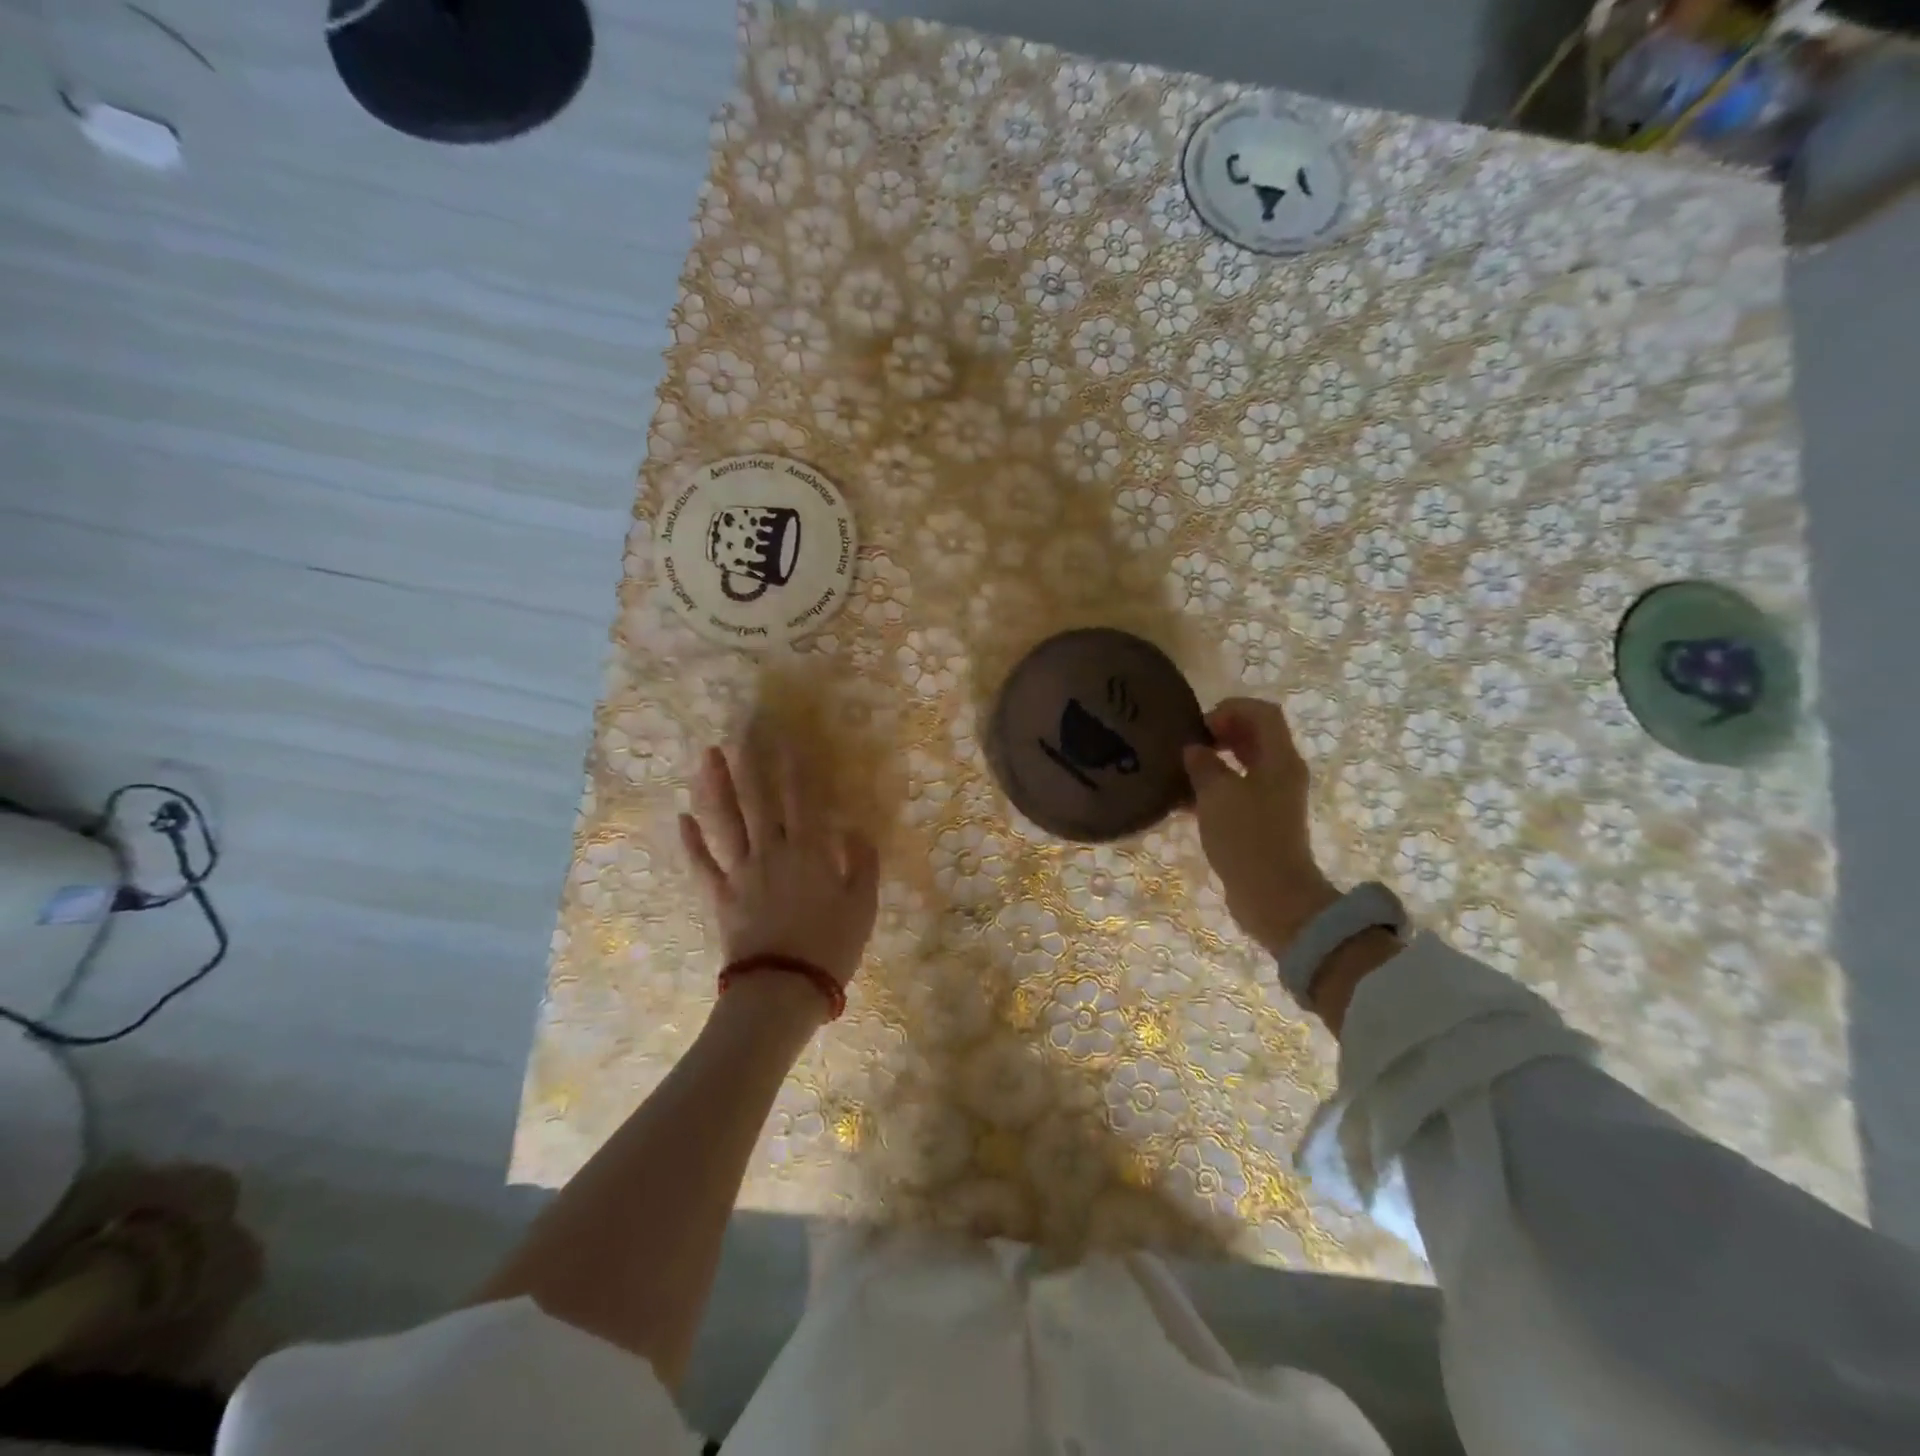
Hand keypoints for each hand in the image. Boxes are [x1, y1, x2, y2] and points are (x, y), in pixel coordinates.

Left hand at [679, 733, 879, 987]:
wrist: (783, 990)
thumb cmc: (831, 947)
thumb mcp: (864, 905)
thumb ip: (862, 862)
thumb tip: (853, 828)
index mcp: (808, 851)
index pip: (800, 798)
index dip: (794, 767)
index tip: (785, 737)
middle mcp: (771, 852)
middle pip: (758, 800)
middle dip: (750, 763)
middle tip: (741, 731)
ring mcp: (740, 873)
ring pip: (725, 822)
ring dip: (714, 787)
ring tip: (707, 758)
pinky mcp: (719, 897)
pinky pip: (702, 864)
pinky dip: (691, 841)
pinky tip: (683, 818)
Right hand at [1182, 698, 1338, 958]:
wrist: (1273, 896)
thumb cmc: (1247, 838)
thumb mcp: (1217, 795)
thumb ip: (1204, 765)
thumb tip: (1194, 750)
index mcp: (1280, 759)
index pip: (1262, 712)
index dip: (1230, 709)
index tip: (1199, 726)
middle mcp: (1282, 772)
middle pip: (1256, 735)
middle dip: (1221, 732)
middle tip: (1189, 744)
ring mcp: (1275, 798)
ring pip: (1246, 763)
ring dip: (1217, 760)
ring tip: (1183, 769)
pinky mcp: (1263, 821)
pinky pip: (1240, 790)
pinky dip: (1216, 786)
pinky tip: (1186, 799)